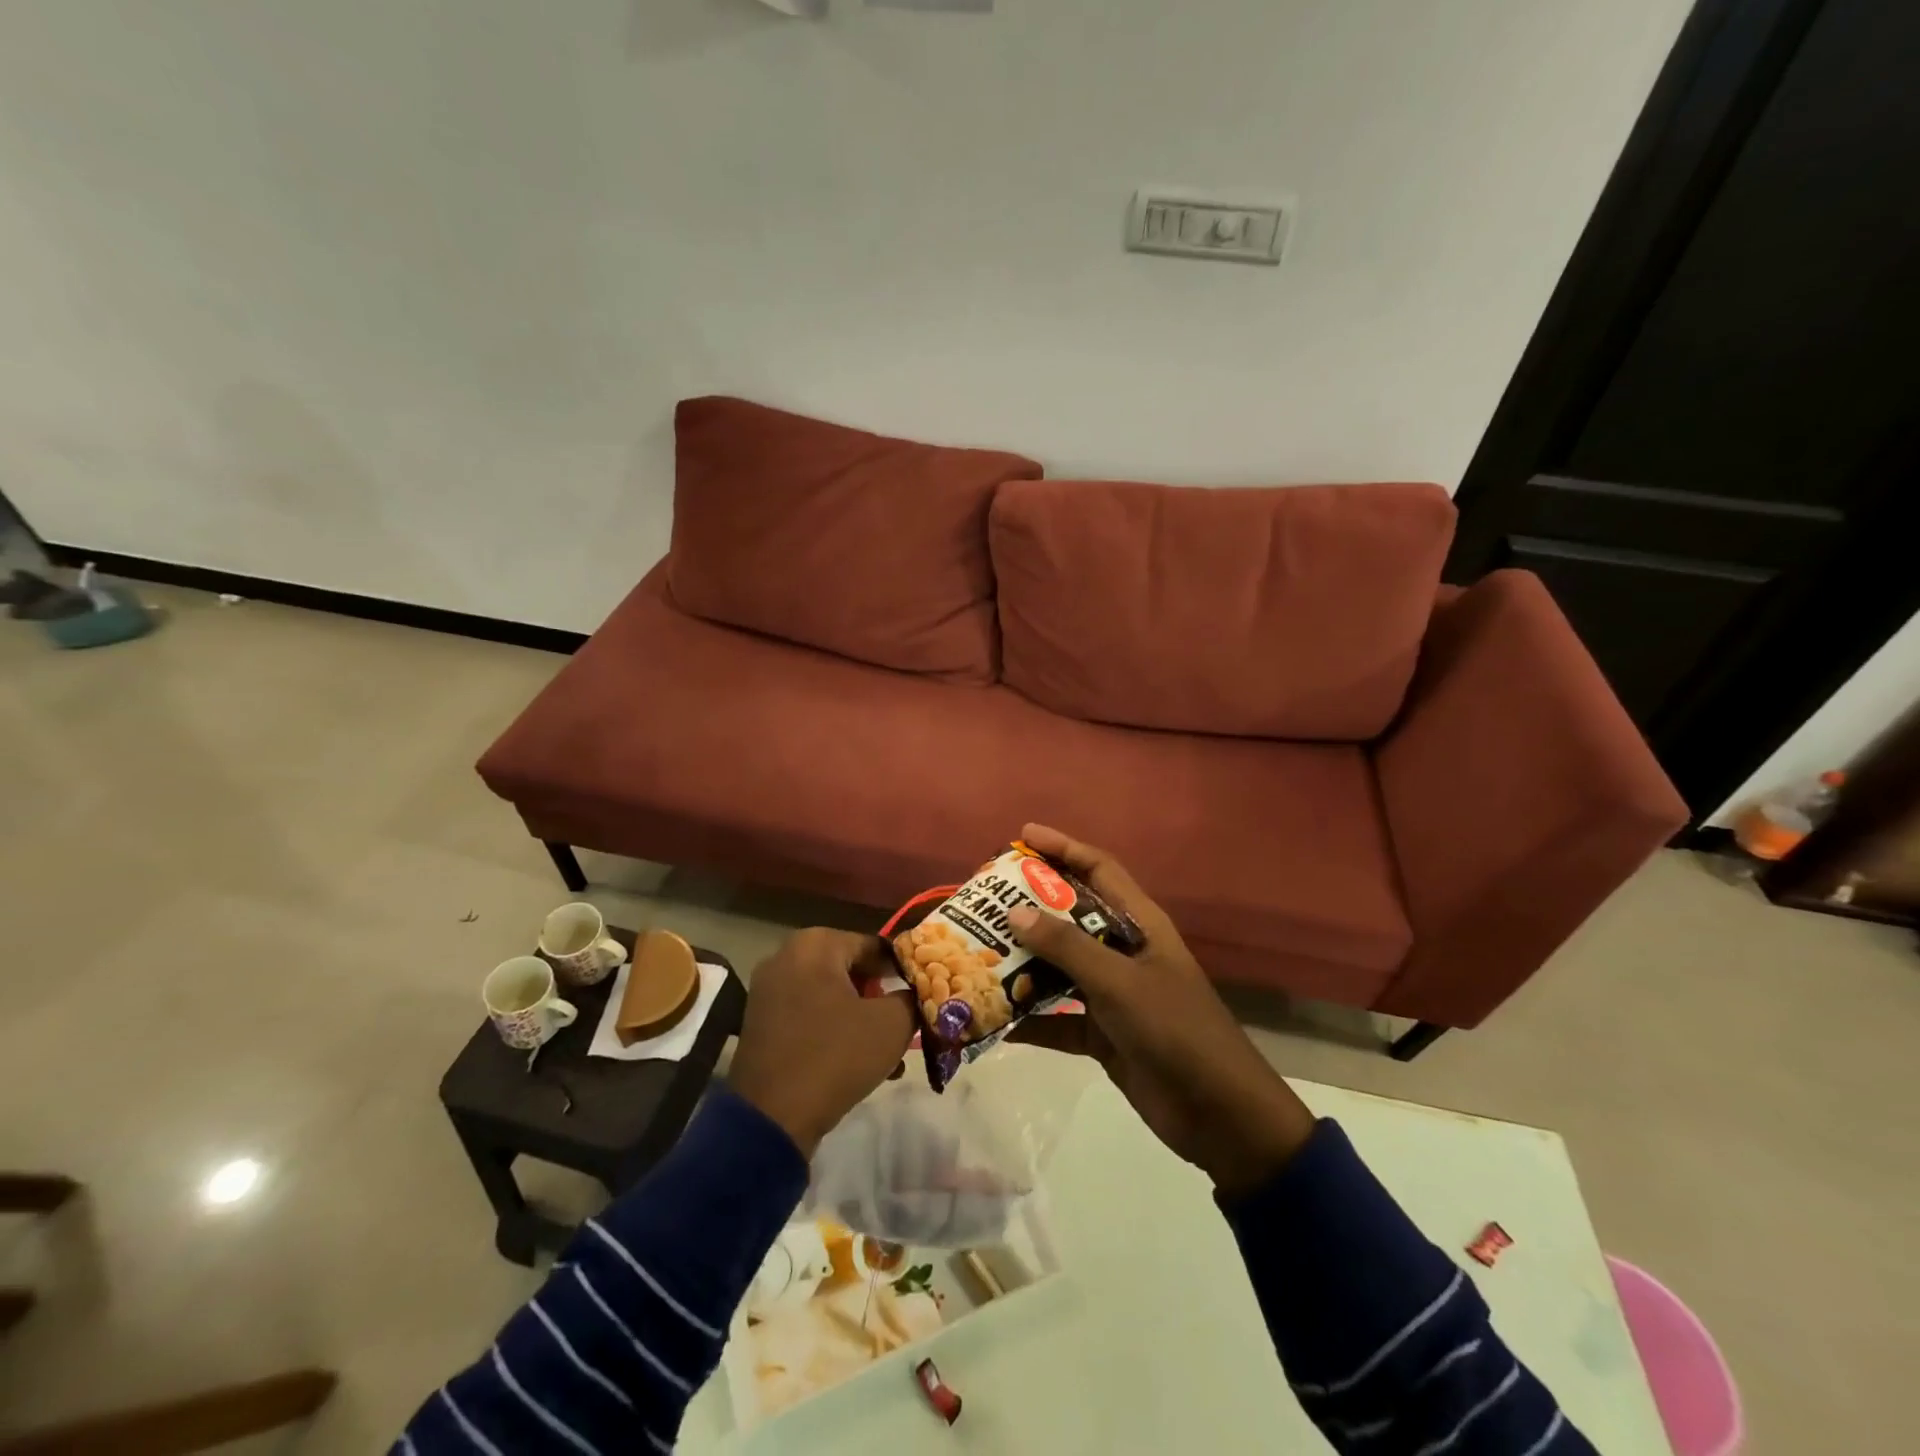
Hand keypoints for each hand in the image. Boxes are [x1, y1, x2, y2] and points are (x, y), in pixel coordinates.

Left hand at [729, 929, 915, 1156]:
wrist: (771, 1118)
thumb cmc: (836, 1056)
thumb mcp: (892, 1025)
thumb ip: (911, 998)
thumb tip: (914, 993)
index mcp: (816, 944)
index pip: (875, 945)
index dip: (903, 969)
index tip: (922, 994)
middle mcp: (786, 956)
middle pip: (850, 969)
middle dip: (880, 996)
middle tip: (905, 1022)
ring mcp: (768, 989)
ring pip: (830, 995)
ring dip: (860, 1017)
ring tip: (888, 1051)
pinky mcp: (759, 1022)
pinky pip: (808, 1015)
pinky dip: (833, 1030)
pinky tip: (858, 1062)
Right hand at [1007, 824, 1316, 1194]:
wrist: (1219, 1115)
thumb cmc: (1175, 1030)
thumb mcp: (1120, 982)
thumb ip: (1067, 947)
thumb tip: (1015, 912)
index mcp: (1139, 925)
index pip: (1098, 870)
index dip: (1064, 848)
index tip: (1022, 836)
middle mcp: (1124, 951)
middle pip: (1071, 915)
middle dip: (1031, 905)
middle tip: (985, 899)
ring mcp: (1113, 993)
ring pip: (1059, 967)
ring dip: (1023, 963)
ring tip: (976, 952)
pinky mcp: (1103, 1033)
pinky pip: (1057, 1018)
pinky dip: (1030, 1019)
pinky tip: (993, 1019)